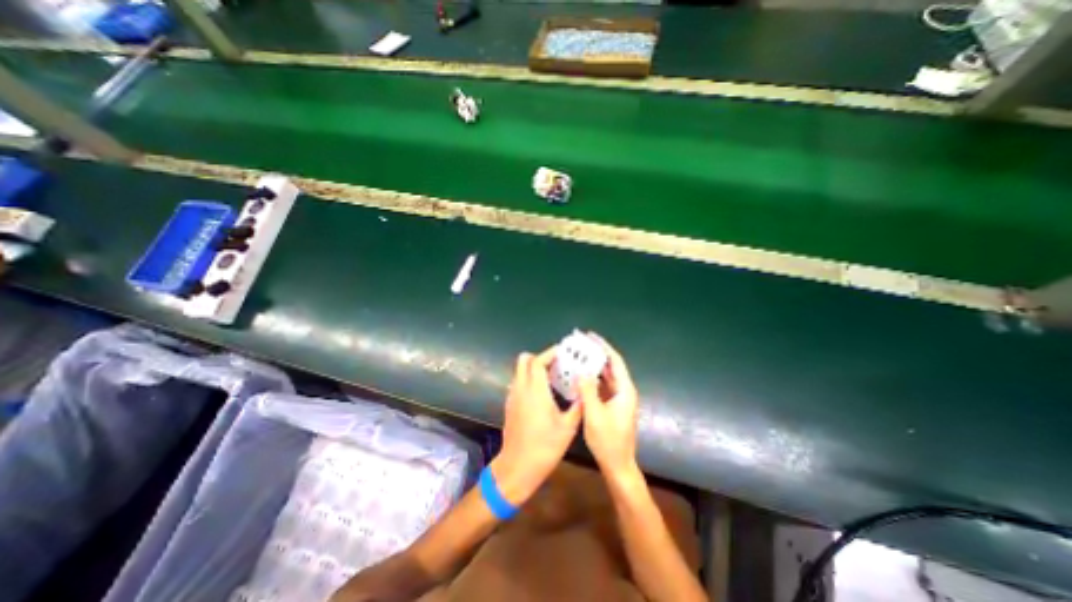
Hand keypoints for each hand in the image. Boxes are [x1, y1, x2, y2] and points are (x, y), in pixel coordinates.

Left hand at [492, 347, 583, 506]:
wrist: (517, 467)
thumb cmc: (544, 447)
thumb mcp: (568, 428)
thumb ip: (578, 406)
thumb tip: (584, 391)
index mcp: (535, 391)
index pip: (538, 361)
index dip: (550, 353)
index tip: (563, 352)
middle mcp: (521, 389)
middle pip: (524, 360)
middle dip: (540, 357)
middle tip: (556, 364)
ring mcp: (513, 396)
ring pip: (520, 371)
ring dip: (534, 368)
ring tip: (552, 376)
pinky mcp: (510, 404)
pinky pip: (519, 382)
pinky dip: (529, 379)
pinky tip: (542, 393)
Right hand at [578, 334, 633, 478]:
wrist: (617, 465)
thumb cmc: (608, 441)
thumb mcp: (594, 415)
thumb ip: (588, 391)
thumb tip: (581, 372)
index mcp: (625, 390)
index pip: (615, 361)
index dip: (604, 347)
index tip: (590, 336)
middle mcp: (624, 391)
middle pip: (612, 366)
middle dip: (598, 353)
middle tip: (581, 344)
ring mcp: (619, 398)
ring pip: (607, 375)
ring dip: (595, 365)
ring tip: (580, 355)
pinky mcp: (613, 405)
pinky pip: (603, 385)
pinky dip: (593, 377)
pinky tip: (581, 375)